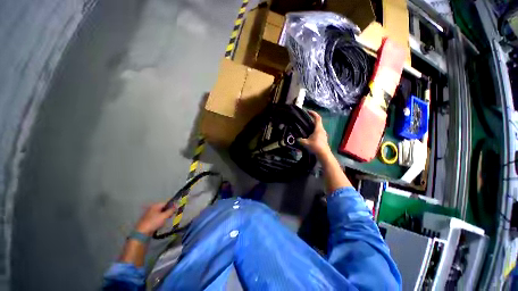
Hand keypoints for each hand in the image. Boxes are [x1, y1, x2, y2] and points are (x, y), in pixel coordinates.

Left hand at [135, 203, 174, 235]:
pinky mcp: (148, 220)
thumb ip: (171, 210)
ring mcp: (149, 214)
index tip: (175, 211)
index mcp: (156, 205)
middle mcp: (152, 208)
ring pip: (160, 213)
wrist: (142, 232)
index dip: (172, 206)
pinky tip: (161, 224)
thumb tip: (176, 205)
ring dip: (164, 216)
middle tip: (171, 216)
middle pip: (163, 208)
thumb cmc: (154, 222)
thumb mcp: (164, 216)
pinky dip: (160, 220)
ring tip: (166, 221)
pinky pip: (157, 217)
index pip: (166, 203)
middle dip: (168, 212)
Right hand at [299, 110, 330, 156]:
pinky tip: (309, 136)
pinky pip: (318, 132)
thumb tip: (295, 138)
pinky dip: (313, 131)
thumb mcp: (305, 143)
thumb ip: (299, 140)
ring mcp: (323, 134)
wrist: (324, 154)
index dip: (313, 113)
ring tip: (305, 129)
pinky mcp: (323, 138)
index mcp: (318, 128)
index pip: (317, 118)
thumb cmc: (316, 146)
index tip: (308, 111)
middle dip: (311, 120)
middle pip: (317, 122)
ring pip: (318, 128)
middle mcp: (322, 130)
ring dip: (312, 127)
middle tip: (304, 121)